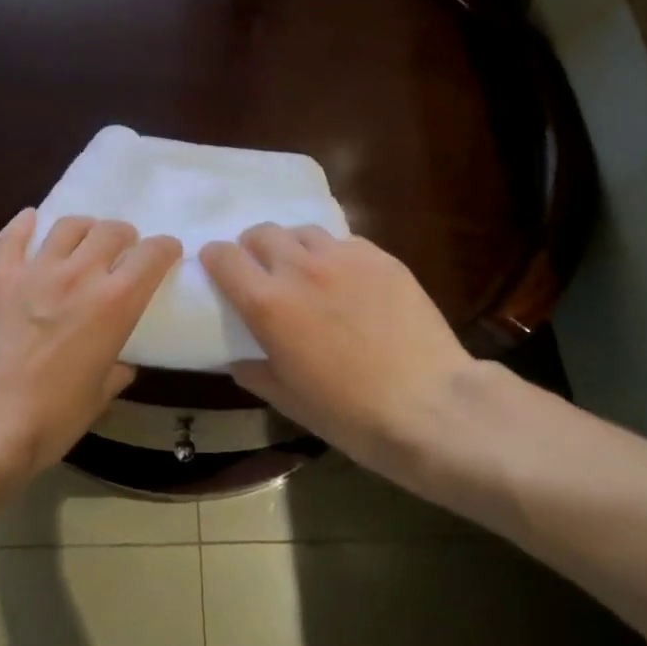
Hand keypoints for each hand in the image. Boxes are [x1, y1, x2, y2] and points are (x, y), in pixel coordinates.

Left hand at [0, 210, 181, 478]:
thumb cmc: (52, 417)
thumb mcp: (100, 396)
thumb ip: (116, 369)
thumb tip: (121, 363)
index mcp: (115, 303)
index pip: (152, 255)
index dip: (165, 249)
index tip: (166, 252)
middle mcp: (80, 274)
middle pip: (111, 230)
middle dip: (124, 236)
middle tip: (122, 250)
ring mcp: (36, 269)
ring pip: (68, 225)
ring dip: (84, 229)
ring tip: (82, 241)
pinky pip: (14, 234)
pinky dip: (26, 224)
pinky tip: (31, 222)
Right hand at [199, 224, 476, 471]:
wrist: (431, 407)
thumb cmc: (350, 414)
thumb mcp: (289, 400)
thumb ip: (255, 373)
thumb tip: (239, 360)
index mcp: (267, 303)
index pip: (223, 256)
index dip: (215, 259)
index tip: (218, 270)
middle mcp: (300, 268)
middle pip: (262, 232)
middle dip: (253, 247)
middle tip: (263, 272)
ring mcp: (344, 258)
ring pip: (303, 231)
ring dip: (294, 247)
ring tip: (306, 272)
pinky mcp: (381, 258)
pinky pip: (344, 242)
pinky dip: (334, 255)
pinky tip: (348, 281)